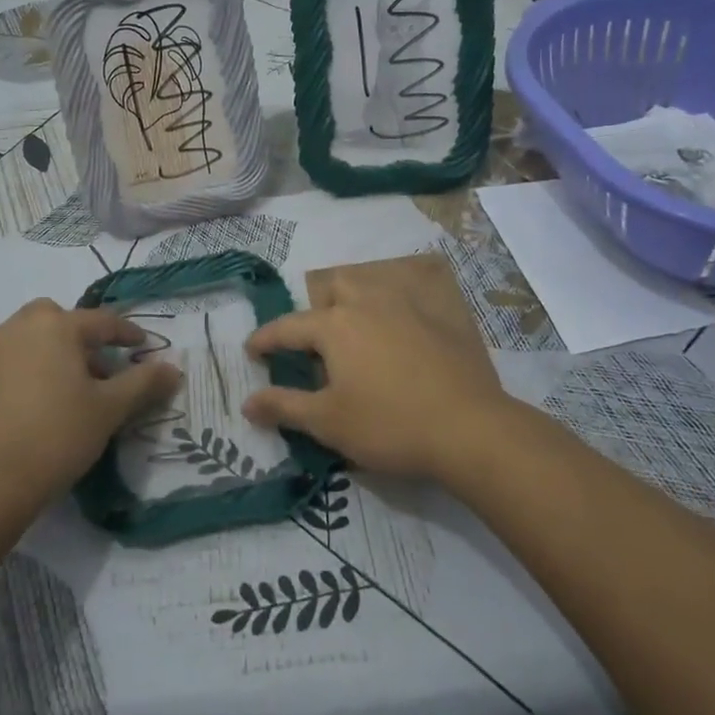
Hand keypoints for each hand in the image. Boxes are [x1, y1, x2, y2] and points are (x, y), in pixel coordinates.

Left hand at [0, 299, 181, 510]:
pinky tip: (40, 405)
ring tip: (73, 390)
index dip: (128, 334)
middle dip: (83, 336)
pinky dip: (31, 369)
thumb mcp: (109, 410)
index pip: (102, 321)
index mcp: (56, 326)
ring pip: (32, 338)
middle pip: (58, 319)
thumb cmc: (56, 436)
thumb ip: (143, 384)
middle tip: (101, 368)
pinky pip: (11, 360)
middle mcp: (20, 328)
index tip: (144, 348)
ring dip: (55, 352)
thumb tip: (173, 368)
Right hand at [242, 271, 513, 483]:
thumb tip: (247, 402)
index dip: (266, 339)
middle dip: (318, 307)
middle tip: (316, 342)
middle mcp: (367, 303)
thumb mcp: (328, 422)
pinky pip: (406, 300)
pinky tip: (399, 338)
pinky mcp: (438, 317)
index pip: (288, 327)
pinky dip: (392, 311)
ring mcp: (407, 306)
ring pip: (372, 286)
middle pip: (334, 287)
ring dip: (355, 300)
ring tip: (356, 333)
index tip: (252, 350)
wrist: (468, 428)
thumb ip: (284, 407)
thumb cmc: (389, 425)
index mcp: (335, 325)